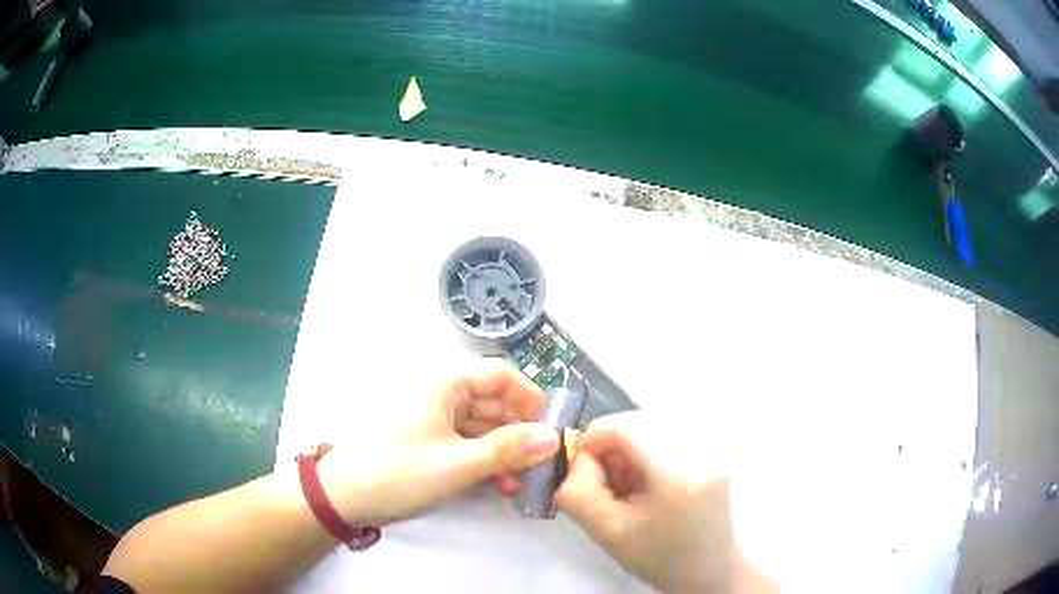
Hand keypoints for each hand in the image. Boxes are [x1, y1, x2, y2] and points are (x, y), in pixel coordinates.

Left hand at [319, 360, 560, 526]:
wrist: (343, 497)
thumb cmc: (399, 472)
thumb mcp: (458, 464)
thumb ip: (509, 450)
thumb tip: (554, 439)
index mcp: (444, 383)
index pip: (501, 375)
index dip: (531, 398)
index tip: (550, 430)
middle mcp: (440, 393)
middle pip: (493, 403)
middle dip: (519, 433)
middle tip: (539, 465)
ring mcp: (432, 418)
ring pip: (481, 426)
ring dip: (503, 452)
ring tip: (518, 482)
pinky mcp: (427, 441)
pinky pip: (465, 443)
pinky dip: (483, 460)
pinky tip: (497, 484)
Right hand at [554, 411, 735, 593]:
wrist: (708, 568)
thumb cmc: (657, 556)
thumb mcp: (605, 532)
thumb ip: (578, 492)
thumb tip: (579, 457)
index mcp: (677, 474)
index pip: (626, 426)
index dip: (595, 438)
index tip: (583, 467)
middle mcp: (702, 449)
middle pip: (640, 421)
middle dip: (613, 444)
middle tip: (606, 480)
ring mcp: (714, 445)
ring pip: (653, 423)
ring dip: (631, 445)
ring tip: (629, 483)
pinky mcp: (716, 447)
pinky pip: (670, 430)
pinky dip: (649, 446)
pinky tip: (649, 477)